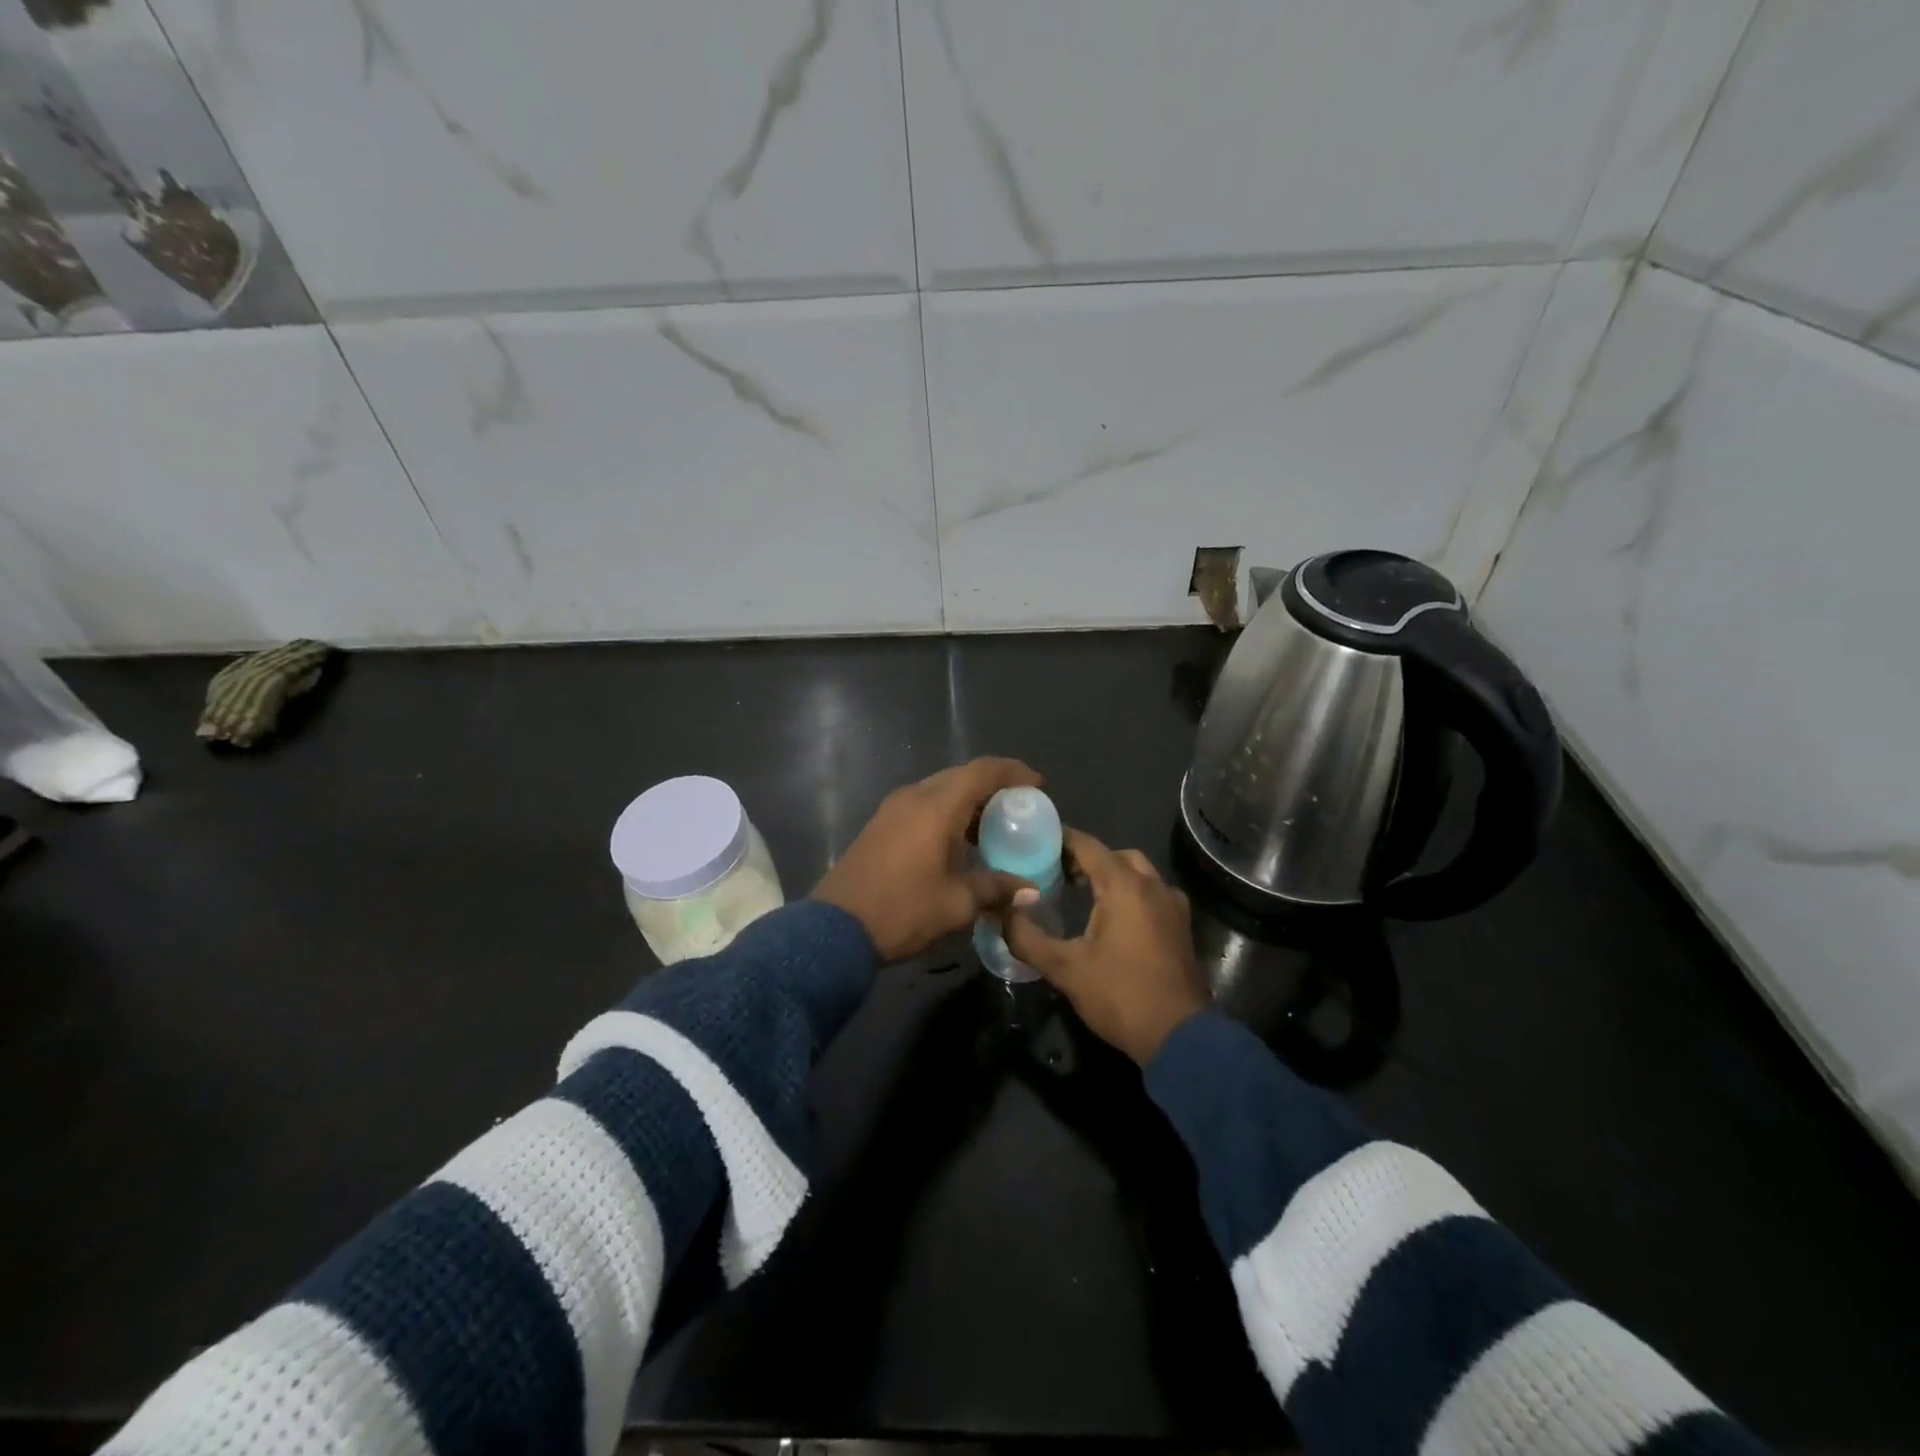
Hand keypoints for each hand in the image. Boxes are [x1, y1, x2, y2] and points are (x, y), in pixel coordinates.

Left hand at [814, 757, 1044, 963]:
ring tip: (992, 827)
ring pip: (939, 789)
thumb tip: (1030, 890)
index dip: (1013, 772)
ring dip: (967, 800)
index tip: (1037, 785)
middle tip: (1018, 808)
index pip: (982, 772)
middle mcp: (914, 797)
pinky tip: (957, 841)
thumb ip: (995, 889)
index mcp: (936, 807)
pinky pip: (922, 804)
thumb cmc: (902, 910)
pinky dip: (946, 812)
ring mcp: (892, 809)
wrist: (836, 929)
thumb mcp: (956, 903)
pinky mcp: (880, 824)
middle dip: (992, 786)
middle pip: (960, 776)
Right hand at [1004, 829, 1207, 1064]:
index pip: (1088, 846)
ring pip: (1138, 873)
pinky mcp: (1181, 925)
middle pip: (1115, 856)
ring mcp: (1172, 905)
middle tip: (1056, 871)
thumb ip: (1026, 938)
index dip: (1061, 839)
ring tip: (1081, 892)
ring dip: (1111, 875)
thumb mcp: (1064, 968)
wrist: (1179, 1037)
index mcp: (1124, 886)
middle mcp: (1152, 885)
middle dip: (1087, 858)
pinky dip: (1130, 892)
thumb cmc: (1120, 995)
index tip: (1035, 840)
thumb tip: (999, 914)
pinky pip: (1152, 893)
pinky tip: (1112, 917)